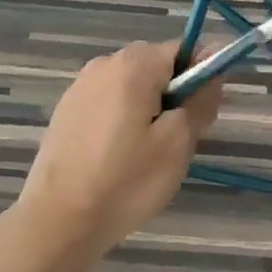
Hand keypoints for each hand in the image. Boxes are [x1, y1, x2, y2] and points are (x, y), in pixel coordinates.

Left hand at [11, 41, 223, 264]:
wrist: (57, 222)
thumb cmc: (126, 181)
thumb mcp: (177, 142)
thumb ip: (201, 100)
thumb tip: (214, 70)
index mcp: (134, 64)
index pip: (185, 49)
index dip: (203, 76)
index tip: (204, 114)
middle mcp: (105, 63)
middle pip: (158, 65)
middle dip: (177, 94)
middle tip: (181, 139)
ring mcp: (81, 87)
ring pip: (134, 86)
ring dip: (151, 108)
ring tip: (149, 153)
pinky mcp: (67, 111)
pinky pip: (111, 102)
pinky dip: (125, 119)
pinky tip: (120, 156)